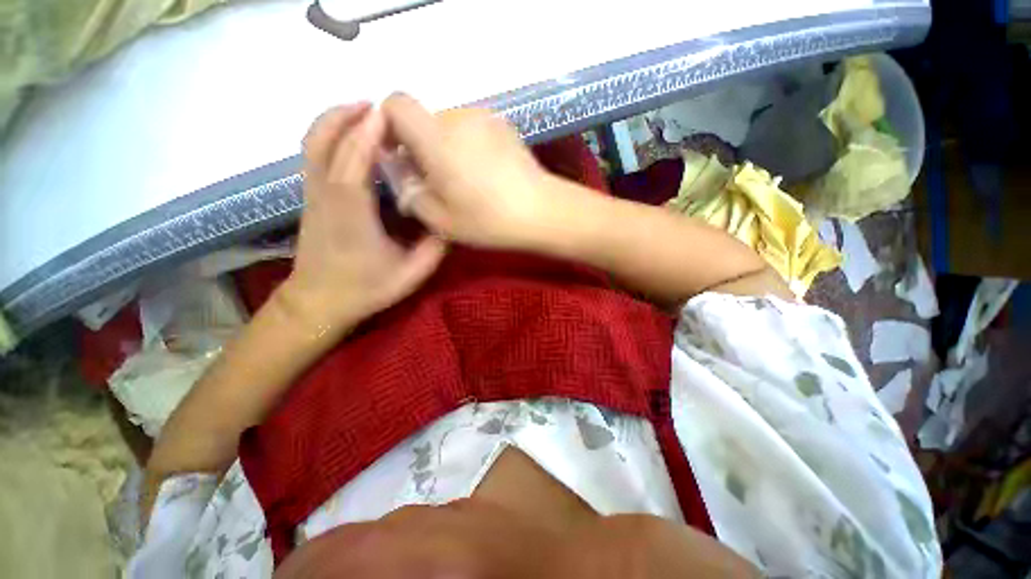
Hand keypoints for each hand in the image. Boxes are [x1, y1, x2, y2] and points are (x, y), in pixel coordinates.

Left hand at [283, 103, 446, 331]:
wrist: (319, 303)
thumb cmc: (365, 289)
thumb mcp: (411, 274)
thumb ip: (434, 247)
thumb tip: (450, 220)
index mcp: (351, 212)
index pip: (354, 159)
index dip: (368, 132)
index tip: (390, 113)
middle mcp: (326, 194)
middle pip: (323, 140)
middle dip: (348, 115)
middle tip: (379, 107)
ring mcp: (313, 194)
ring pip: (313, 143)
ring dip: (335, 121)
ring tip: (366, 114)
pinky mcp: (311, 198)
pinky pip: (314, 154)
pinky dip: (329, 135)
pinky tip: (351, 139)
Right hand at [381, 93, 566, 249]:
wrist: (541, 211)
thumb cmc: (488, 219)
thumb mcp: (440, 219)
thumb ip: (410, 194)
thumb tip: (402, 176)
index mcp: (436, 137)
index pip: (396, 103)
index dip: (389, 125)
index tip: (398, 156)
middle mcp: (459, 116)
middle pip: (425, 120)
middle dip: (421, 147)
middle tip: (435, 183)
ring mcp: (486, 118)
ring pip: (450, 126)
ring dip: (446, 148)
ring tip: (464, 182)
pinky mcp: (505, 126)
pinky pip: (473, 129)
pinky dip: (468, 147)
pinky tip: (485, 175)